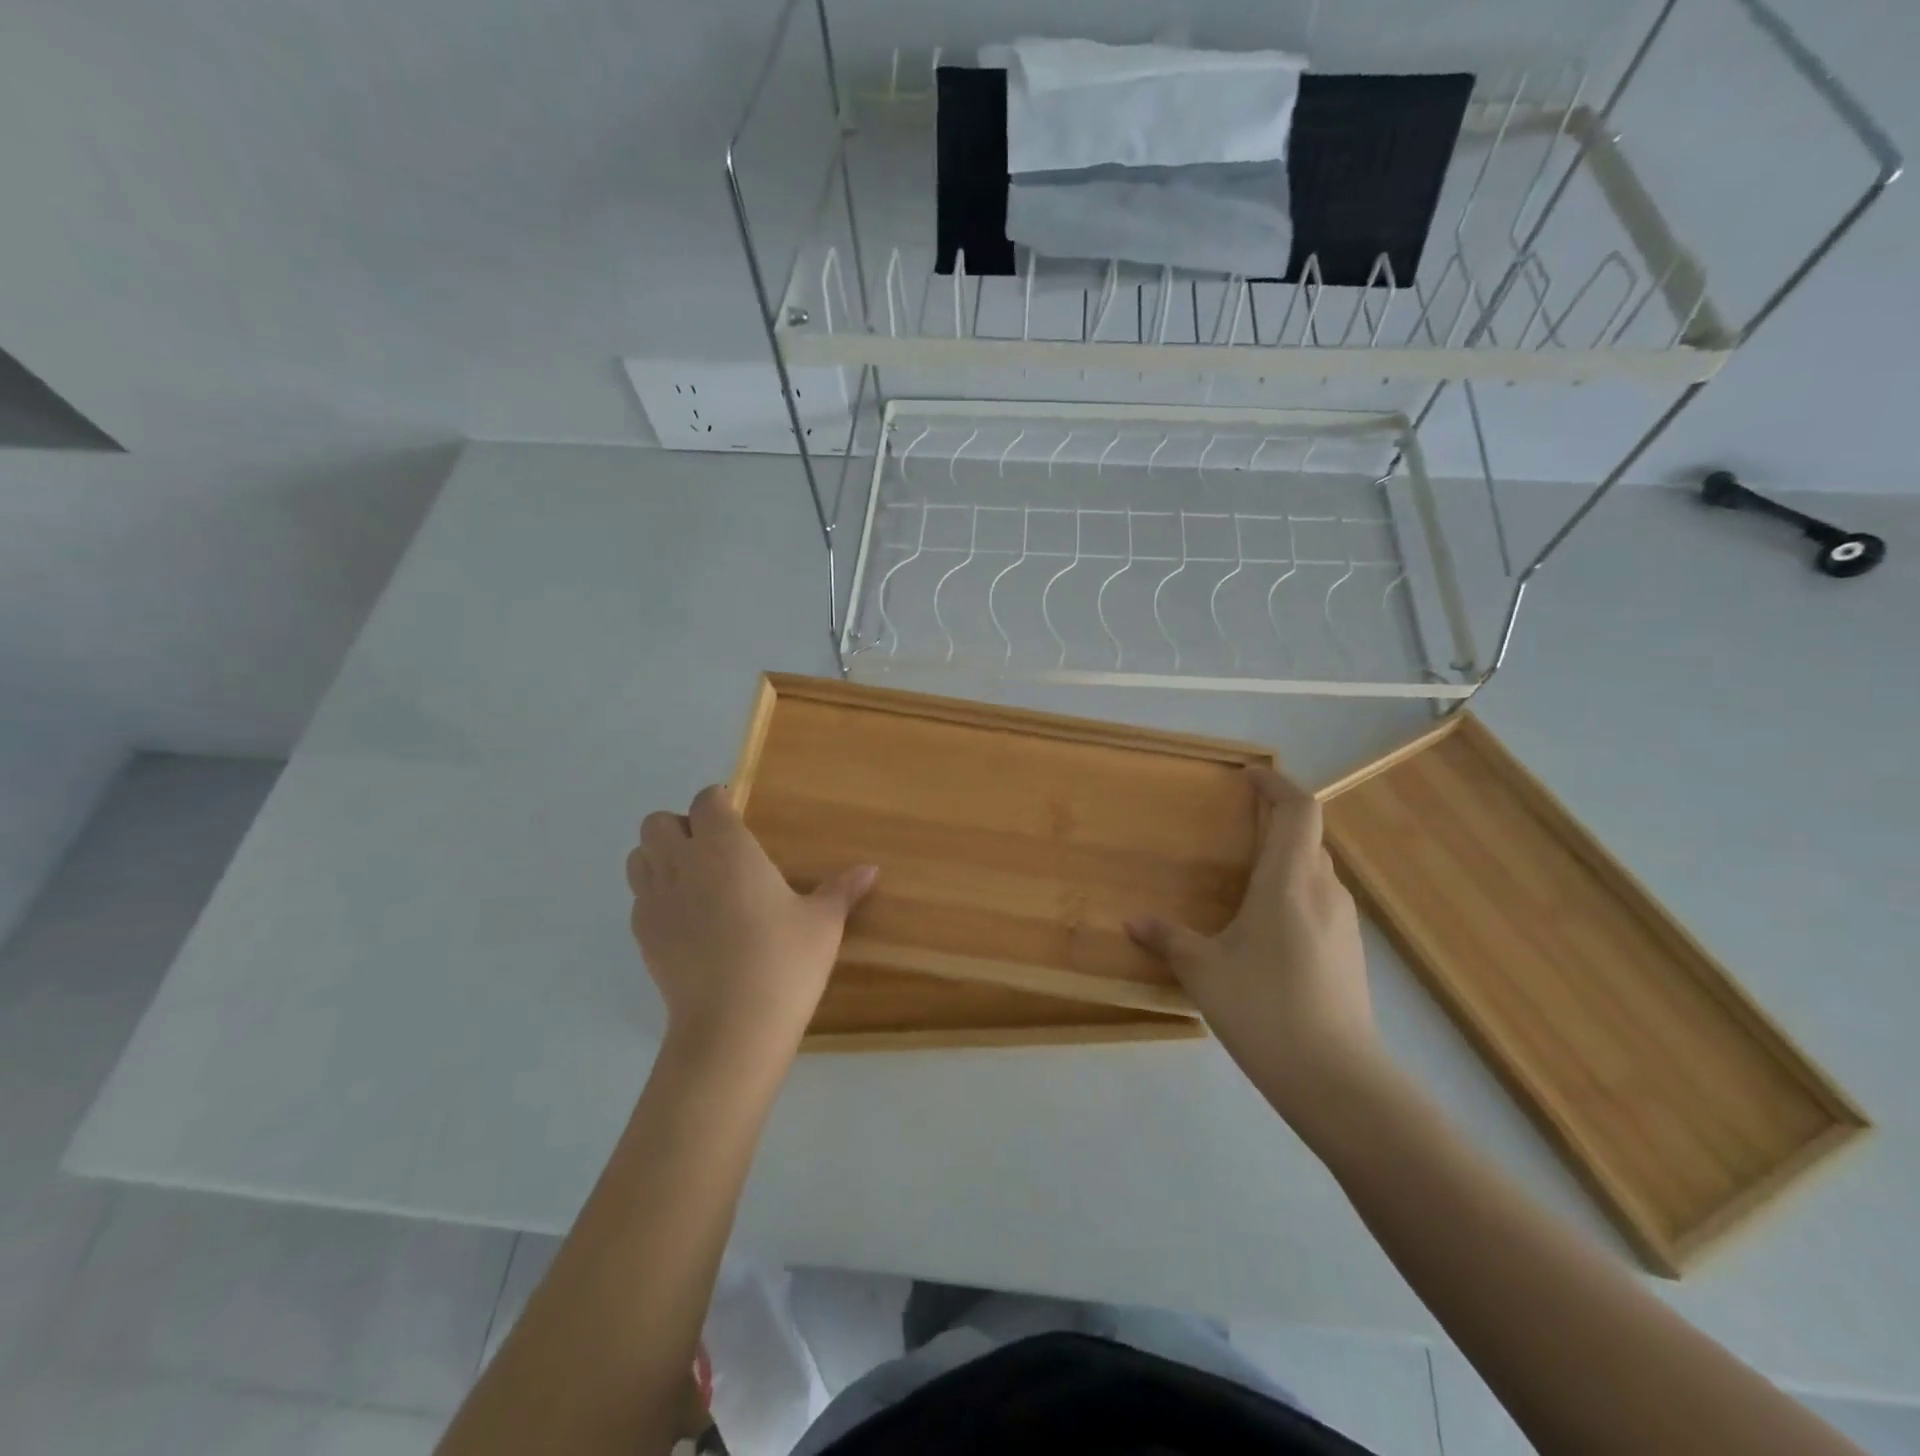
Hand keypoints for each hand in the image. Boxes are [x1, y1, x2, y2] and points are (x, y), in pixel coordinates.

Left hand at [627, 785, 876, 1069]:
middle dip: (681, 827)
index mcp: (727, 848)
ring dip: (659, 857)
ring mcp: (655, 900)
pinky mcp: (642, 936)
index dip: (718, 802)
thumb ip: (842, 889)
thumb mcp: (823, 923)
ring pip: (638, 857)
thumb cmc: (784, 961)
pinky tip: (686, 920)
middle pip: (658, 823)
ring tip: (693, 880)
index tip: (736, 815)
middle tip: (714, 850)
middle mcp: (683, 863)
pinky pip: (639, 898)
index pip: (706, 802)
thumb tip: (871, 869)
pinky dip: (656, 896)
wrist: (732, 1027)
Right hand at [1128, 766, 1381, 1125]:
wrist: (1336, 1078)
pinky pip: (1319, 902)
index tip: (1249, 775)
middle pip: (1307, 837)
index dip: (1277, 784)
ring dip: (1284, 860)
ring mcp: (1343, 922)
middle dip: (1274, 822)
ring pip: (1315, 871)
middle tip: (1236, 826)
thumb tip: (1133, 922)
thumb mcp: (1203, 971)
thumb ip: (1168, 939)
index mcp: (1289, 881)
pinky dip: (1293, 893)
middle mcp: (1324, 890)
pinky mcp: (1349, 952)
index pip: (1298, 809)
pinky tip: (1266, 929)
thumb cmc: (1264, 1008)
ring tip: (1244, 878)